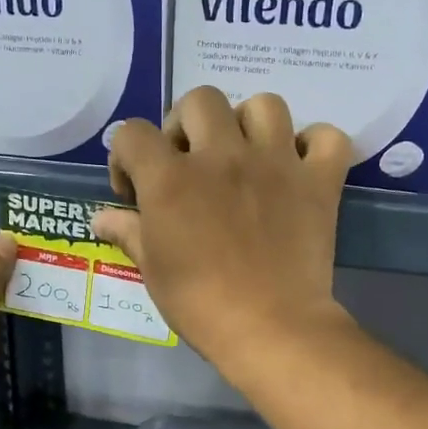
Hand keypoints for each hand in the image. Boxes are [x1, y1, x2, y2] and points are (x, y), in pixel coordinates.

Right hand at [93, 88, 352, 370]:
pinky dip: (314, 145)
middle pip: (199, 100)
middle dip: (186, 125)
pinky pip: (327, 137)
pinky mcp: (318, 181)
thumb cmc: (201, 305)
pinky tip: (299, 167)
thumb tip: (100, 218)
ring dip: (249, 124)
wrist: (271, 329)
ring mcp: (276, 163)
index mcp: (172, 179)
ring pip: (264, 104)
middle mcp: (222, 157)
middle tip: (190, 162)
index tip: (134, 189)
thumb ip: (128, 233)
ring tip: (245, 156)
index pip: (133, 133)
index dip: (126, 156)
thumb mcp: (153, 271)